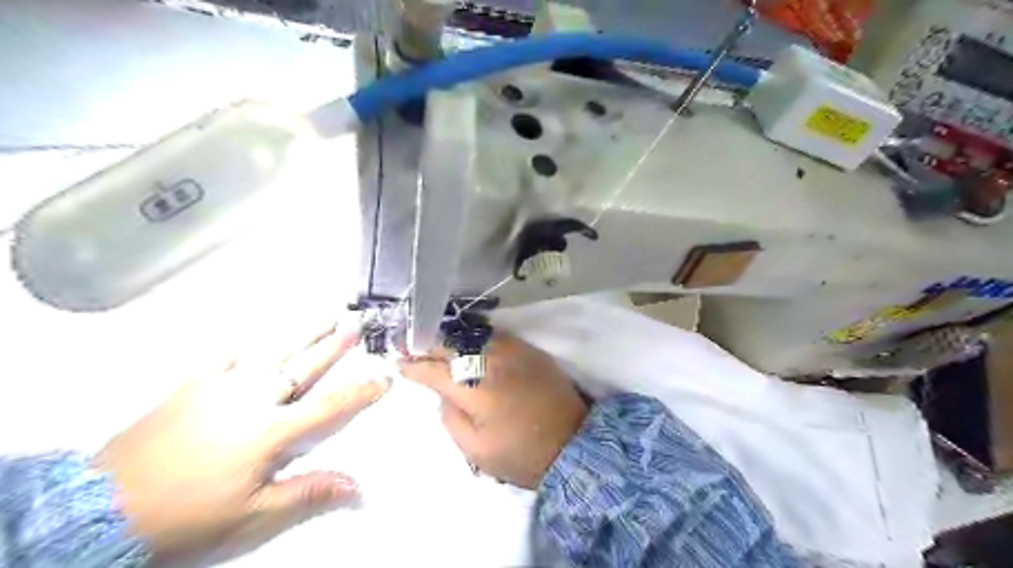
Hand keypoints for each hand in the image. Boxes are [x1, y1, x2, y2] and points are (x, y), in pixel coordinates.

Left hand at [93, 326, 388, 565]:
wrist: (103, 507)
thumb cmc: (187, 515)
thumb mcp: (253, 515)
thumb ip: (307, 493)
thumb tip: (356, 486)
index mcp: (272, 430)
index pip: (331, 405)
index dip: (362, 391)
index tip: (384, 377)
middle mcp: (253, 399)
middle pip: (305, 366)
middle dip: (335, 344)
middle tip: (357, 323)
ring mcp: (221, 387)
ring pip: (272, 352)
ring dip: (302, 333)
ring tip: (324, 315)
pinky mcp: (192, 385)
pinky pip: (225, 356)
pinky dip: (246, 343)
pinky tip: (257, 335)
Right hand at [397, 334, 585, 489]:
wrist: (573, 443)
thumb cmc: (522, 455)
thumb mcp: (476, 451)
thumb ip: (451, 418)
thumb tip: (443, 394)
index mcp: (476, 390)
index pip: (436, 371)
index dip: (415, 367)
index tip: (400, 364)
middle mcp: (492, 363)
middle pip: (452, 346)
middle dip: (428, 346)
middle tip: (411, 346)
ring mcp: (513, 352)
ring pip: (472, 336)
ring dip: (451, 339)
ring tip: (436, 343)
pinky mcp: (529, 350)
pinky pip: (496, 336)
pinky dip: (476, 338)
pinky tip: (468, 343)